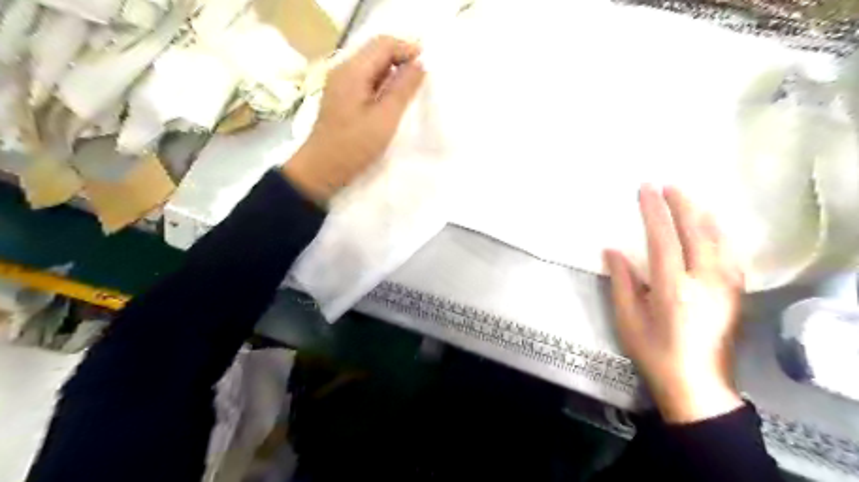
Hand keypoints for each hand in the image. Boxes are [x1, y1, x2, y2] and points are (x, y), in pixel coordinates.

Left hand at [284, 36, 424, 203]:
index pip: (383, 44)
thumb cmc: (354, 146)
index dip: (407, 49)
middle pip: (376, 51)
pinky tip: (392, 99)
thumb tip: (420, 64)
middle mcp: (344, 70)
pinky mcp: (342, 97)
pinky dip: (383, 83)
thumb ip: (403, 89)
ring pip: (372, 66)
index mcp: (353, 71)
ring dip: (393, 71)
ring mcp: (341, 83)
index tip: (427, 66)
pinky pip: (366, 80)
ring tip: (411, 89)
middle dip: (401, 58)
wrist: (322, 169)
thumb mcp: (384, 119)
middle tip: (421, 78)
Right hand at [602, 185, 744, 420]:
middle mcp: (705, 281)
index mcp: (673, 288)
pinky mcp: (735, 293)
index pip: (664, 238)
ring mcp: (726, 286)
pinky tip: (713, 227)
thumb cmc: (655, 351)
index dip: (654, 211)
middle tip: (669, 185)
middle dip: (682, 204)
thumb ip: (621, 281)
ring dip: (703, 214)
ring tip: (690, 198)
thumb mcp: (627, 318)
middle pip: (697, 232)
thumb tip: (612, 249)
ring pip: (719, 239)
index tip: (647, 189)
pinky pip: (730, 254)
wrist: (697, 383)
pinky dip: (720, 234)